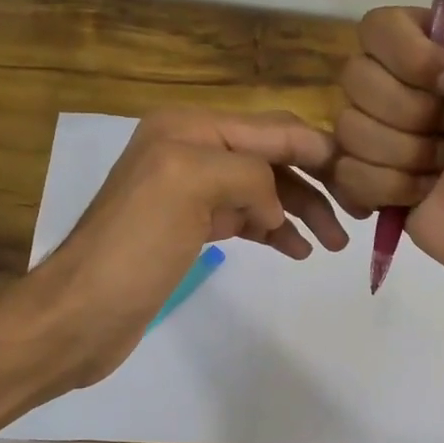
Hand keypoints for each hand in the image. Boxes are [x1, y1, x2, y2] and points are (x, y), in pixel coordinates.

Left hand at [27, 108, 347, 386]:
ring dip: (301, 210)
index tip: (363, 176)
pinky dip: (275, 229)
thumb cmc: (133, 247)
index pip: (272, 129)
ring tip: (333, 243)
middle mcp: (191, 150)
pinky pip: (246, 217)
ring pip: (263, 189)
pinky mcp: (190, 228)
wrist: (80, 314)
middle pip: (272, 157)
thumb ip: (248, 173)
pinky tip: (297, 249)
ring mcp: (190, 191)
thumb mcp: (189, 185)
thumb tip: (274, 206)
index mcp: (190, 128)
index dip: (320, 150)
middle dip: (315, 182)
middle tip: (356, 216)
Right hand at [330, 0, 443, 300]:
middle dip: (408, 110)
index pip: (371, 30)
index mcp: (432, 49)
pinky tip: (423, 192)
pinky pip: (344, 174)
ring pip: (347, 130)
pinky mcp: (374, 188)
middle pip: (352, 81)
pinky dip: (388, 186)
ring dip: (404, 152)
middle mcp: (404, 89)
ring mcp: (386, 141)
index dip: (408, 58)